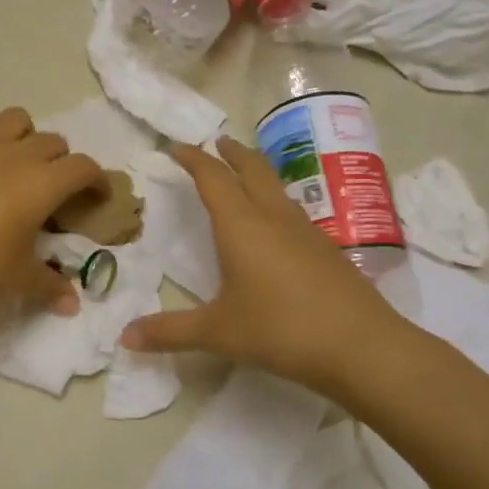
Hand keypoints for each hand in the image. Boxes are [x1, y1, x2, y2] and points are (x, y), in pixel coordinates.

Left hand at [0, 108, 104, 317]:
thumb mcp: (18, 281)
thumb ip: (51, 286)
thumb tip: (73, 305)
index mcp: (41, 183)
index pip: (83, 167)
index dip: (97, 179)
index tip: (98, 197)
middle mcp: (13, 156)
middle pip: (52, 141)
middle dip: (62, 161)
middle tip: (56, 190)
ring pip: (12, 119)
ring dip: (24, 133)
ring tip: (20, 159)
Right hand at [121, 137, 413, 394]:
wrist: (362, 347)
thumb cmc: (280, 330)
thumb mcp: (218, 332)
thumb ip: (170, 332)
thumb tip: (125, 337)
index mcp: (241, 225)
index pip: (213, 178)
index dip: (194, 159)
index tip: (177, 147)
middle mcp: (273, 217)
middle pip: (252, 169)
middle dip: (231, 153)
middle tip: (217, 142)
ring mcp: (306, 231)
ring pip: (277, 187)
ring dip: (257, 172)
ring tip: (245, 174)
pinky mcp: (327, 249)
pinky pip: (293, 211)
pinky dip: (276, 201)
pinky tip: (277, 224)